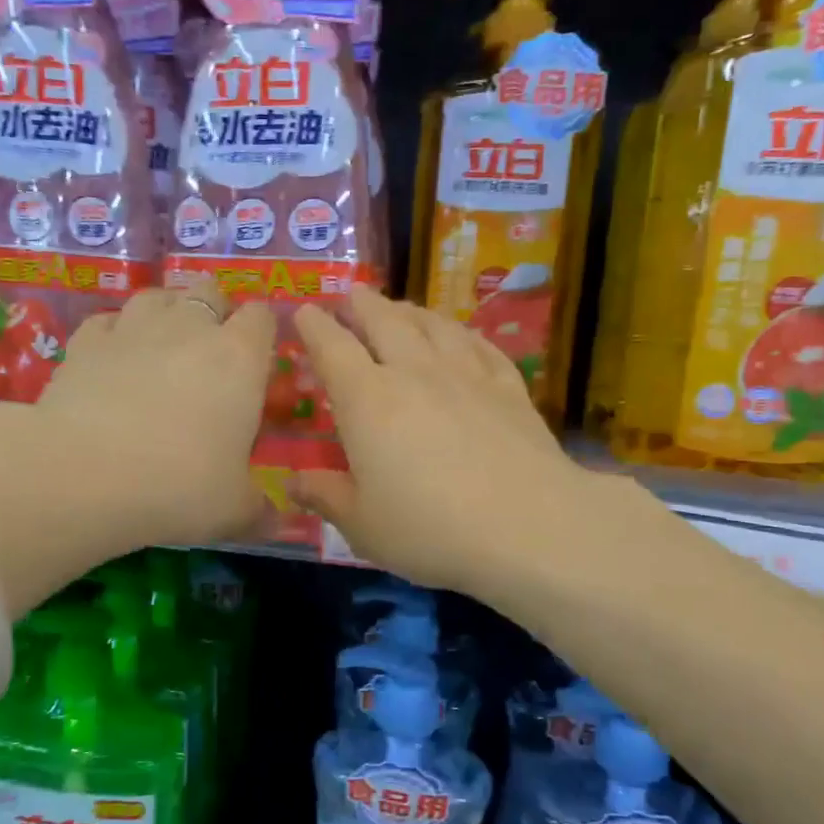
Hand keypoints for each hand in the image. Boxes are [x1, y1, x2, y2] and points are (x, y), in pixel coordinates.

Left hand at [32, 279, 275, 548]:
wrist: (84, 474)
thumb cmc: (178, 486)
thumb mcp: (234, 510)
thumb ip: (260, 511)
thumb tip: (277, 520)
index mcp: (239, 359)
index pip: (262, 317)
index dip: (262, 332)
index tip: (257, 359)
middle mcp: (189, 329)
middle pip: (209, 291)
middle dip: (214, 312)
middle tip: (209, 354)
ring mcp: (133, 327)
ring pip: (156, 296)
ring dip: (165, 314)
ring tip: (161, 348)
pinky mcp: (85, 341)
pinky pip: (106, 322)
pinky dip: (114, 334)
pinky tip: (111, 361)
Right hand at [290, 286, 582, 595]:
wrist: (529, 526)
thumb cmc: (430, 529)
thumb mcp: (363, 524)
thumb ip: (326, 496)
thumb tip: (294, 482)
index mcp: (368, 400)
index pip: (333, 348)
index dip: (314, 326)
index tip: (304, 311)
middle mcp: (415, 373)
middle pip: (385, 322)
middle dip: (363, 305)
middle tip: (353, 294)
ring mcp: (467, 375)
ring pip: (434, 326)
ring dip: (411, 311)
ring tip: (401, 307)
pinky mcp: (509, 387)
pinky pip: (480, 346)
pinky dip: (463, 334)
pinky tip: (462, 336)